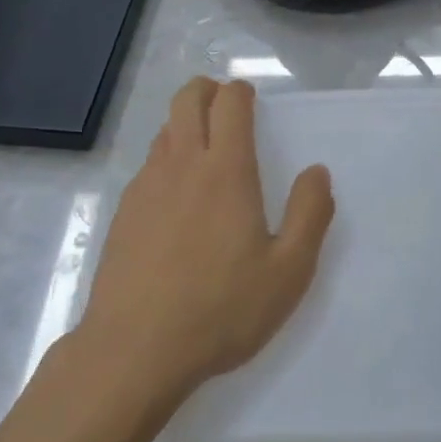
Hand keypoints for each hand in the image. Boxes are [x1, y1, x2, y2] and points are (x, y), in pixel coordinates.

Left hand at [79, 78, 334, 399]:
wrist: (132, 352)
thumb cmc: (220, 309)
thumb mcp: (288, 271)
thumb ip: (310, 214)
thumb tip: (317, 171)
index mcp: (226, 170)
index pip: (229, 102)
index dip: (241, 91)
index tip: (251, 101)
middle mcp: (183, 164)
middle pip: (187, 99)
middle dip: (207, 89)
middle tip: (224, 105)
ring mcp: (146, 186)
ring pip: (164, 130)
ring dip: (185, 123)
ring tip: (204, 149)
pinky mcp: (123, 212)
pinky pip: (148, 165)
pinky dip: (166, 159)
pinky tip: (176, 198)